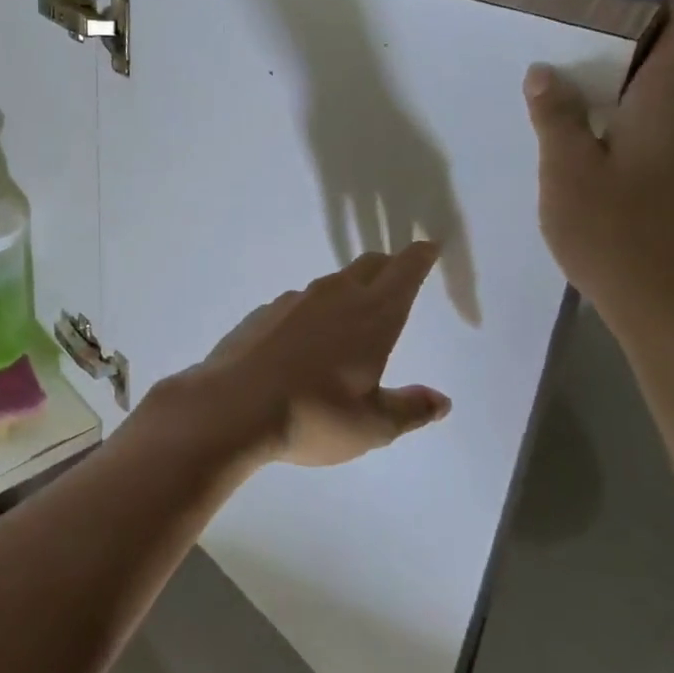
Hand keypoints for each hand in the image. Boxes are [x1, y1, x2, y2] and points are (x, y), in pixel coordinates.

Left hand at [150, 244, 451, 468]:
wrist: (232, 406)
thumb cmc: (313, 416)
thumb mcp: (371, 426)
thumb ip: (409, 409)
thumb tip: (440, 400)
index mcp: (371, 317)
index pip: (403, 273)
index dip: (419, 257)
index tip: (429, 246)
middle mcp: (335, 296)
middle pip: (369, 266)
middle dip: (389, 266)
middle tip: (399, 273)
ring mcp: (295, 300)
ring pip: (332, 282)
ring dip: (350, 288)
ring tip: (354, 311)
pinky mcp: (264, 312)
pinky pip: (300, 302)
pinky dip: (314, 310)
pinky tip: (306, 338)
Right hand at [523, 0, 673, 345]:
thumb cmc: (615, 232)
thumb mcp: (567, 170)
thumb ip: (556, 115)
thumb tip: (545, 71)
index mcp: (669, 109)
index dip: (673, 6)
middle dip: (641, 41)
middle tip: (588, 30)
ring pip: (667, 102)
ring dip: (633, 82)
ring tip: (583, 77)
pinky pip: (663, 130)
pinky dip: (633, 114)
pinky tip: (597, 133)